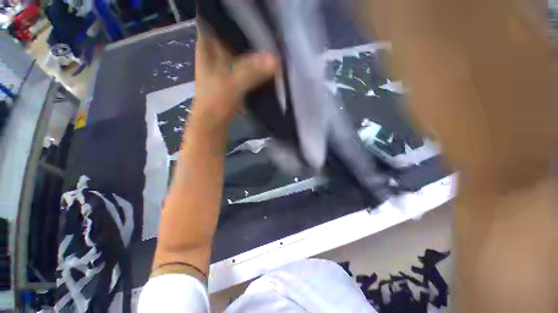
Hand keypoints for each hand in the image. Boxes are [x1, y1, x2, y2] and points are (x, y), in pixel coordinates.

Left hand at [191, 27, 277, 133]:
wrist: (214, 121)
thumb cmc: (216, 100)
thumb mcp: (233, 82)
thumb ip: (253, 71)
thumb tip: (276, 60)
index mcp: (207, 44)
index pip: (222, 20)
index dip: (239, 18)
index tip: (259, 16)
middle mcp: (214, 50)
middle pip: (233, 35)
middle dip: (250, 34)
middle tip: (269, 30)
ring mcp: (224, 63)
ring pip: (240, 50)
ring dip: (254, 49)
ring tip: (271, 43)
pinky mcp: (232, 75)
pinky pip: (245, 64)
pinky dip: (254, 64)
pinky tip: (266, 61)